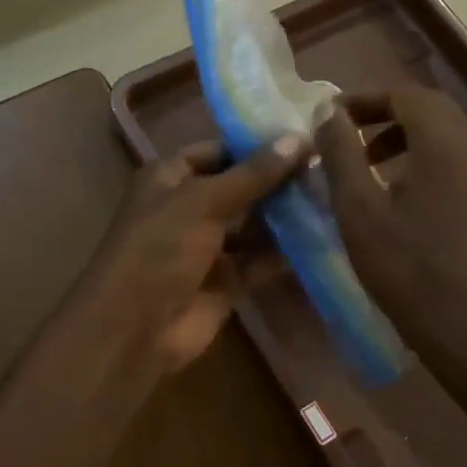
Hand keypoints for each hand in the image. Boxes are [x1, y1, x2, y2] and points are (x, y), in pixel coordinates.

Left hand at [68, 135, 304, 386]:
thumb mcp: (204, 201)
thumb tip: (299, 138)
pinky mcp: (224, 282)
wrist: (134, 328)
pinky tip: (321, 240)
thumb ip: (253, 174)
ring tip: (331, 201)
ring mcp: (206, 247)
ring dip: (283, 218)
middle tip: (327, 170)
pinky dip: (282, 254)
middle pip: (238, 188)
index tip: (303, 139)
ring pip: (251, 226)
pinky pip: (257, 261)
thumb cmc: (160, 248)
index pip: (217, 151)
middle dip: (276, 182)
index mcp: (169, 178)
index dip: (255, 146)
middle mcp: (187, 208)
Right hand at [317, 86, 466, 375]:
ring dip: (401, 133)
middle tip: (344, 135)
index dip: (362, 98)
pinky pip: (454, 156)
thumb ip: (341, 153)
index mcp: (444, 142)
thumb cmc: (407, 269)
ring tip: (364, 162)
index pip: (403, 93)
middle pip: (427, 106)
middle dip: (382, 112)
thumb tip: (327, 111)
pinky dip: (421, 155)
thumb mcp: (359, 210)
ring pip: (443, 131)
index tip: (327, 119)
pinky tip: (395, 190)